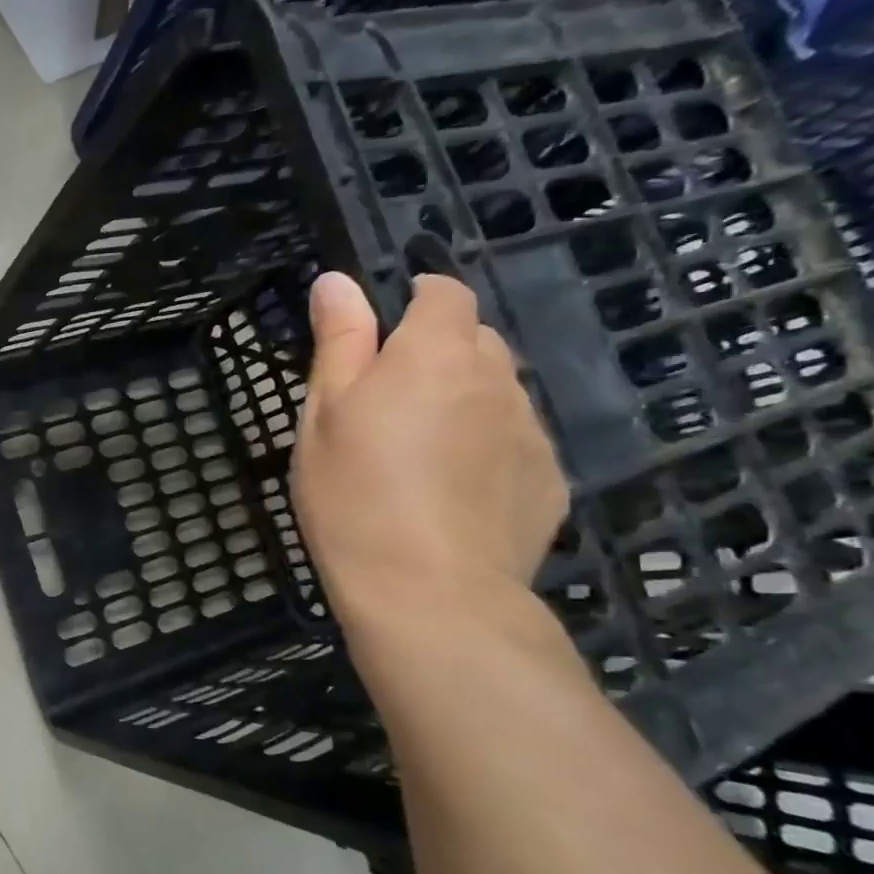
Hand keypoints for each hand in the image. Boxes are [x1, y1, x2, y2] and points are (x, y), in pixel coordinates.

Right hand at [292, 272, 568, 627]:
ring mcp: (531, 430)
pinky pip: (516, 442)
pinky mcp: (550, 480)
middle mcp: (497, 378)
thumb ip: (338, 341)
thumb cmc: (354, 493)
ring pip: (498, 393)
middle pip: (476, 341)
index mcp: (435, 353)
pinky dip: (488, 448)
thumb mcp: (323, 414)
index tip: (384, 332)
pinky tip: (454, 493)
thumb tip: (337, 280)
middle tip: (389, 403)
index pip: (444, 293)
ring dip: (464, 402)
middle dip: (438, 353)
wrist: (429, 592)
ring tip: (420, 455)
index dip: (416, 299)